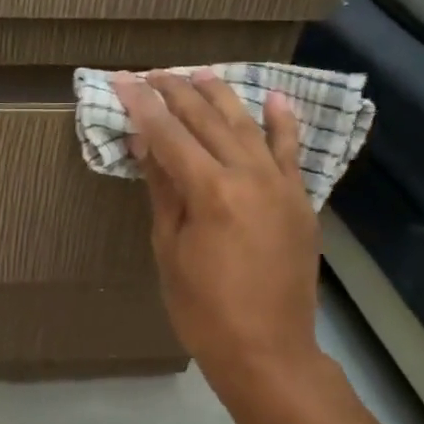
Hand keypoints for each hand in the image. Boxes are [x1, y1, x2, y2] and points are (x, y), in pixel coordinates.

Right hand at [113, 70, 327, 403]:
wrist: (268, 351)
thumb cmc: (202, 309)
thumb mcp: (169, 250)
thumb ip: (162, 189)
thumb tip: (145, 141)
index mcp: (209, 191)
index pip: (168, 133)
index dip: (142, 104)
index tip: (122, 80)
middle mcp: (249, 175)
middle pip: (207, 120)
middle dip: (176, 92)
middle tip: (152, 73)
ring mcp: (281, 185)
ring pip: (247, 126)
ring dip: (221, 96)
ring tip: (198, 72)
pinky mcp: (301, 200)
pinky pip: (291, 152)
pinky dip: (282, 123)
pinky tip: (273, 97)